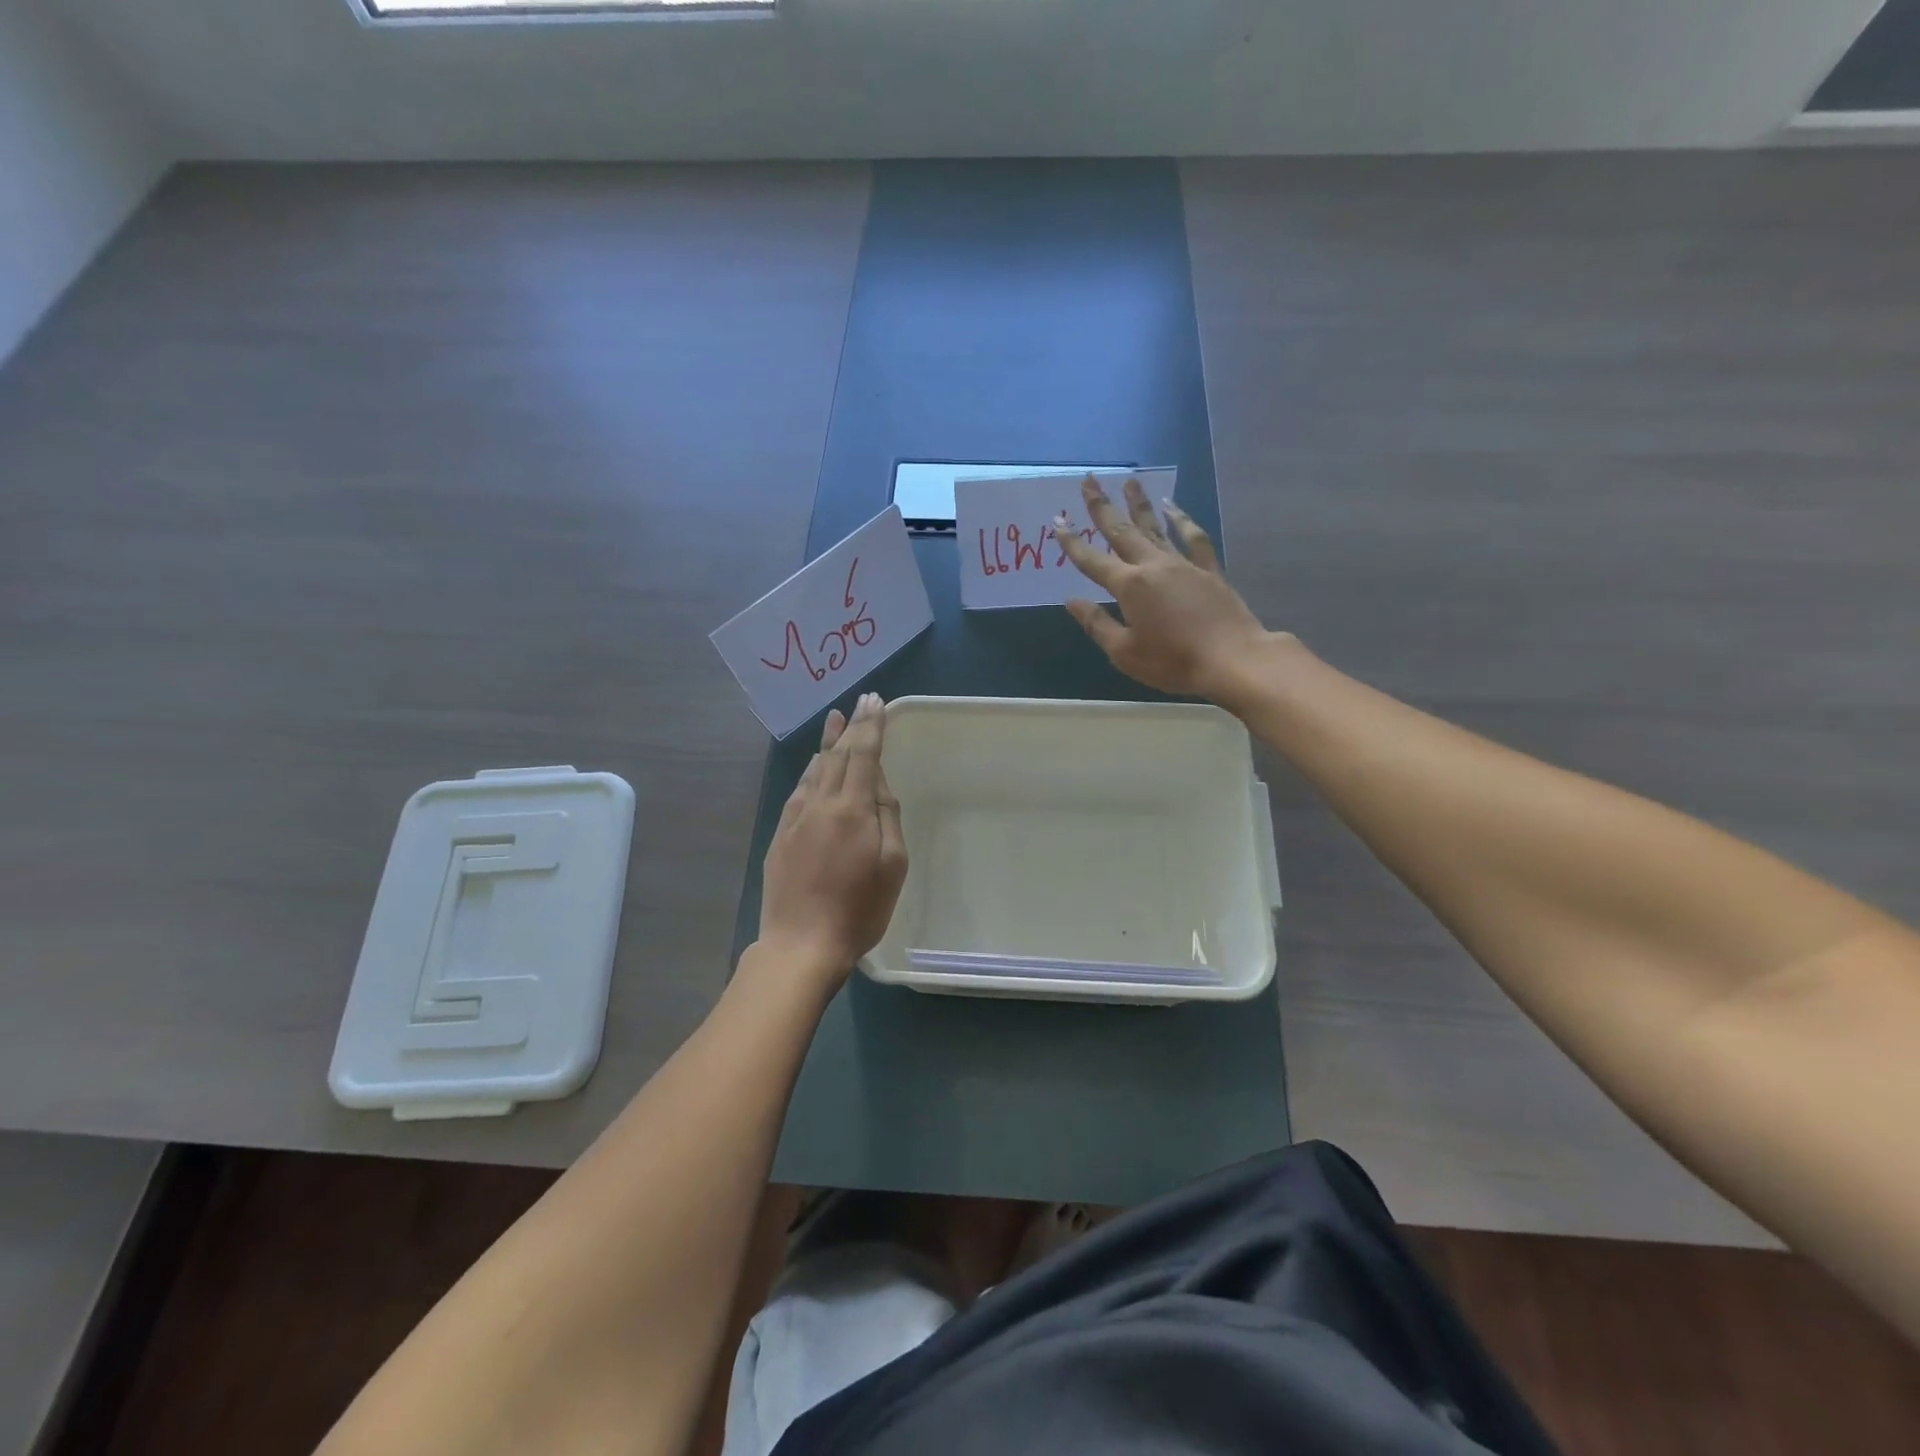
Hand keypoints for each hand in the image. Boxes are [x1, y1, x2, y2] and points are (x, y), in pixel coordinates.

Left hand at [757, 693, 907, 982]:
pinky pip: (798, 790)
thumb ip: (886, 817)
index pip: (864, 755)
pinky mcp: (780, 836)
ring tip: (835, 719)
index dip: (871, 726)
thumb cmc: (859, 909)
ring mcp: (796, 819)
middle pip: (838, 755)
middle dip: (852, 726)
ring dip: (828, 742)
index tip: (876, 702)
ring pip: (815, 769)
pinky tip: (813, 764)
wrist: (801, 943)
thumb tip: (878, 785)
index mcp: (852, 809)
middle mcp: (821, 804)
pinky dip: (809, 771)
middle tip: (861, 701)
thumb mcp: (892, 865)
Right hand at [1053, 475, 1275, 699]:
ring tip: (1129, 481)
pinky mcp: (1208, 569)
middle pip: (1122, 532)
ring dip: (1139, 504)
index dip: (1073, 542)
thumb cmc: (1172, 661)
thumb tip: (1072, 601)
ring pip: (1156, 527)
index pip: (1092, 561)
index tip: (1058, 521)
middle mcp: (1153, 566)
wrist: (1231, 658)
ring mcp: (1183, 564)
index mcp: (1129, 586)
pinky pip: (1192, 537)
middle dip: (1102, 507)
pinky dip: (1182, 519)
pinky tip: (1173, 507)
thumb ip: (1096, 624)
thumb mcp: (1124, 652)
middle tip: (1089, 481)